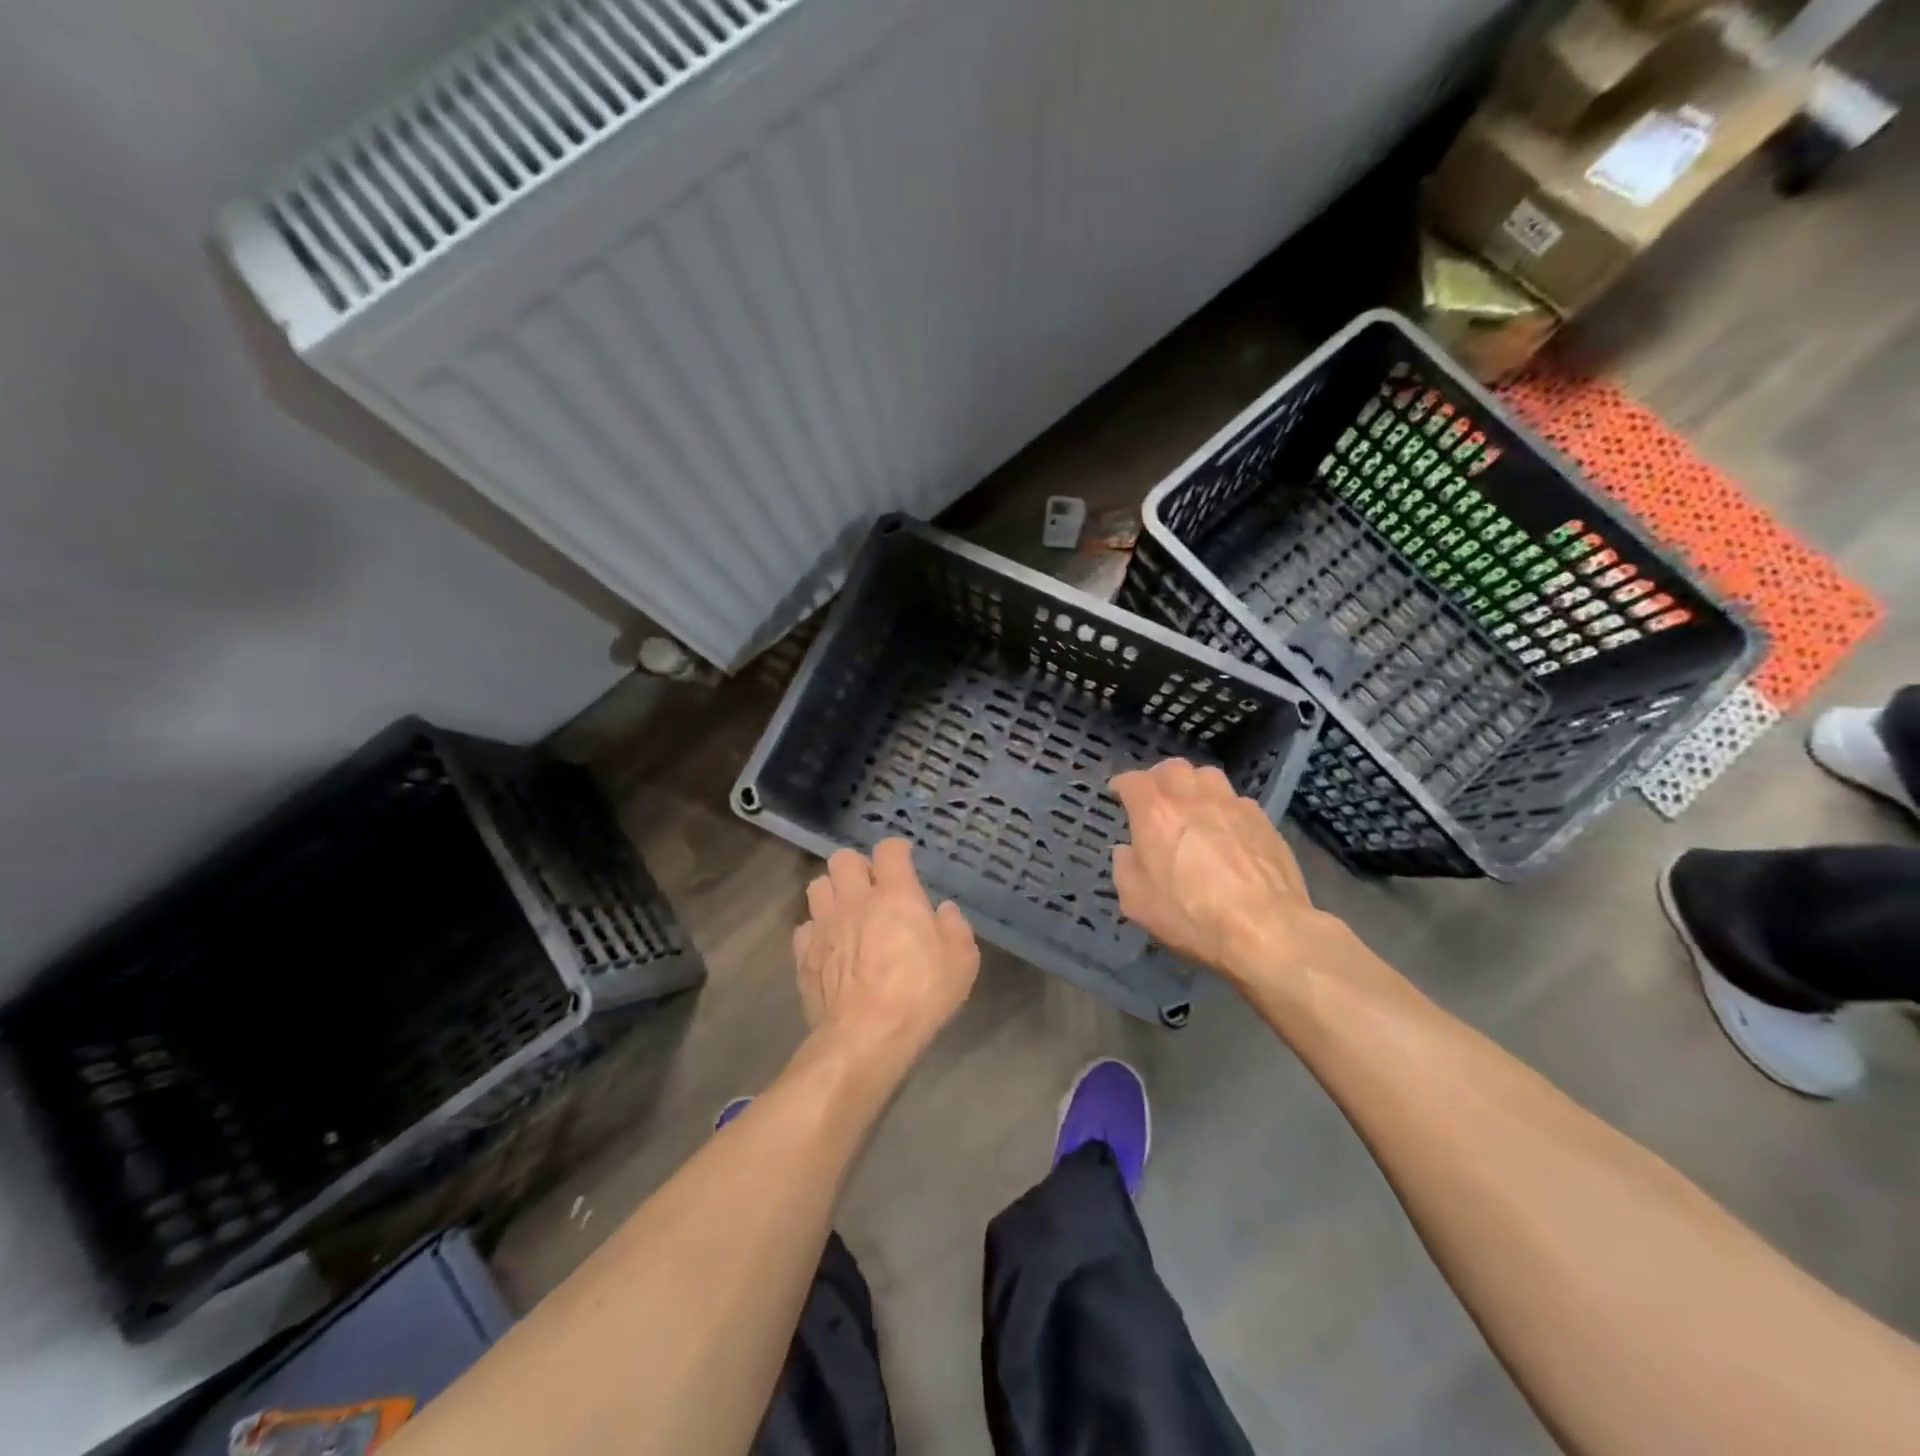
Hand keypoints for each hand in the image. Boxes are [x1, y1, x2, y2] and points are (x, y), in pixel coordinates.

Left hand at [794, 840, 978, 1063]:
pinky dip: (816, 931)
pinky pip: (804, 928)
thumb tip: (944, 910)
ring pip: (817, 886)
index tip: (903, 858)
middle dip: (856, 866)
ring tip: (845, 910)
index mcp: (895, 895)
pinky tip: (829, 946)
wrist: (867, 1037)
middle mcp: (855, 900)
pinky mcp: (804, 955)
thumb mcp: (962, 962)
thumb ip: (955, 928)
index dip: (896, 850)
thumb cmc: (920, 995)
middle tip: (871, 886)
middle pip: (842, 859)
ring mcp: (824, 926)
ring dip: (832, 892)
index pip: (889, 850)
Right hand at [1111, 759, 1345, 993]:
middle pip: (1172, 768)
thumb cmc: (1192, 915)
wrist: (1265, 929)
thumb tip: (1127, 851)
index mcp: (1156, 813)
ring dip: (1193, 785)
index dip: (1122, 785)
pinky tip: (1225, 829)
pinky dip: (1223, 807)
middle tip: (1155, 798)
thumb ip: (1124, 868)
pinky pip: (1235, 800)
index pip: (1132, 781)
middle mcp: (1192, 797)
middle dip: (1158, 778)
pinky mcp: (1262, 819)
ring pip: (1207, 775)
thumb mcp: (1137, 902)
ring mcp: (1232, 804)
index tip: (1118, 794)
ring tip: (1191, 804)